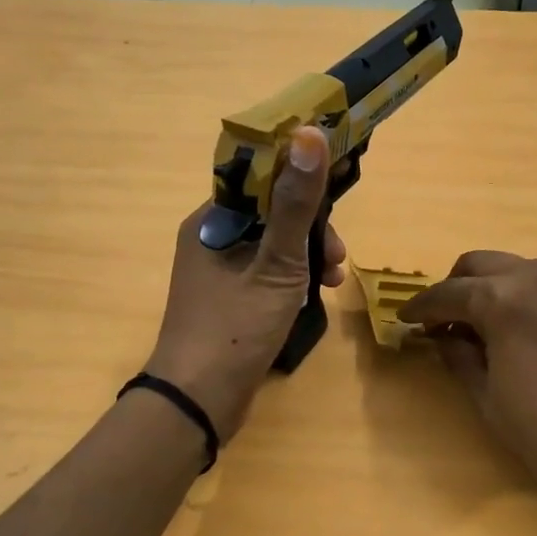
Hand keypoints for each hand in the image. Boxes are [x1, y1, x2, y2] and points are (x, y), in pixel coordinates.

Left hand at [144, 126, 346, 440]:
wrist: (198, 401)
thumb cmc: (235, 328)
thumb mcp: (276, 264)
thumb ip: (295, 204)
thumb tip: (308, 134)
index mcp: (211, 221)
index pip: (260, 179)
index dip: (300, 182)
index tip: (335, 199)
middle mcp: (210, 239)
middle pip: (269, 214)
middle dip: (310, 230)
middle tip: (337, 257)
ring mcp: (217, 272)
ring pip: (271, 246)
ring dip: (306, 257)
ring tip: (332, 282)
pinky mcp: (227, 300)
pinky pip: (265, 274)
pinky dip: (290, 280)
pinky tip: (312, 299)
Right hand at [399, 252, 536, 535]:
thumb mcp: (489, 398)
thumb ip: (460, 357)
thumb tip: (441, 336)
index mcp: (504, 299)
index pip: (448, 293)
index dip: (421, 308)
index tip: (402, 320)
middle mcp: (536, 277)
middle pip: (479, 265)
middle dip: (453, 289)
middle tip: (438, 322)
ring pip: (512, 269)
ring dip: (486, 288)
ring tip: (473, 327)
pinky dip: (516, 295)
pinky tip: (510, 329)